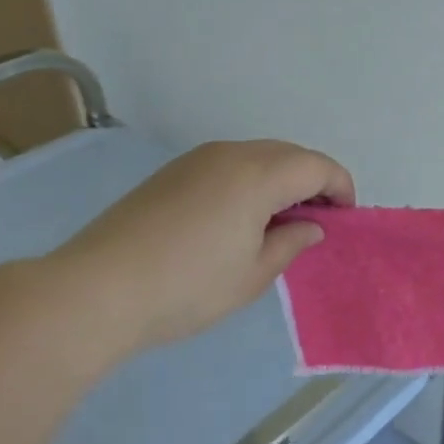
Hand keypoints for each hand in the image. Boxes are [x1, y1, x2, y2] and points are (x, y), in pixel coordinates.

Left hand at [44, 139, 353, 357]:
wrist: (98, 289)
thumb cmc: (189, 286)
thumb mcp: (253, 274)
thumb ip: (290, 243)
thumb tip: (310, 226)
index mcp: (259, 174)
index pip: (317, 167)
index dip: (340, 189)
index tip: (344, 220)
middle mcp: (230, 154)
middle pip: (289, 154)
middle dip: (312, 181)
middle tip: (316, 222)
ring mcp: (196, 160)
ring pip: (256, 157)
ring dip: (279, 181)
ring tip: (279, 223)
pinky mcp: (171, 173)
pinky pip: (227, 165)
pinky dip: (249, 182)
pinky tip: (239, 219)